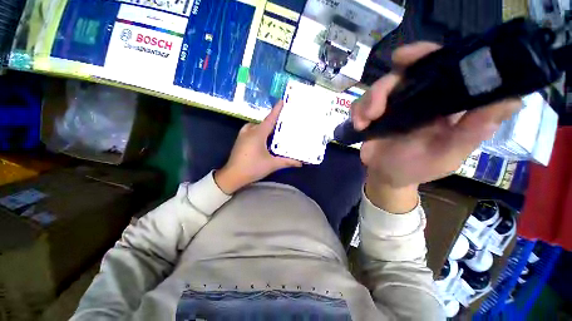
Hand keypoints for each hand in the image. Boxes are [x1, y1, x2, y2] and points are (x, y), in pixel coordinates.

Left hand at [215, 101, 301, 193]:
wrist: (233, 175)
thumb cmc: (253, 168)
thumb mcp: (272, 164)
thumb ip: (286, 162)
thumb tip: (300, 163)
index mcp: (258, 134)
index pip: (270, 119)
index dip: (276, 110)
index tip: (282, 101)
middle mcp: (249, 131)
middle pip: (263, 122)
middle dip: (272, 120)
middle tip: (282, 120)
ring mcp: (242, 135)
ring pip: (256, 126)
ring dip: (264, 126)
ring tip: (273, 130)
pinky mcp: (240, 140)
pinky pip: (250, 130)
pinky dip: (257, 130)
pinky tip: (262, 138)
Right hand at [353, 42, 521, 211]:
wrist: (386, 175)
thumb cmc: (417, 168)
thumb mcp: (447, 155)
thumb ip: (472, 132)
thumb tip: (512, 100)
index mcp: (443, 102)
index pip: (440, 66)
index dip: (424, 55)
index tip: (404, 58)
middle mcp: (419, 97)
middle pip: (401, 74)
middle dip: (383, 88)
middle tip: (374, 109)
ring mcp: (393, 105)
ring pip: (377, 88)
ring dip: (367, 103)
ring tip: (364, 123)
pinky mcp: (374, 114)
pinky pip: (361, 103)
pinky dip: (357, 112)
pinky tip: (359, 125)